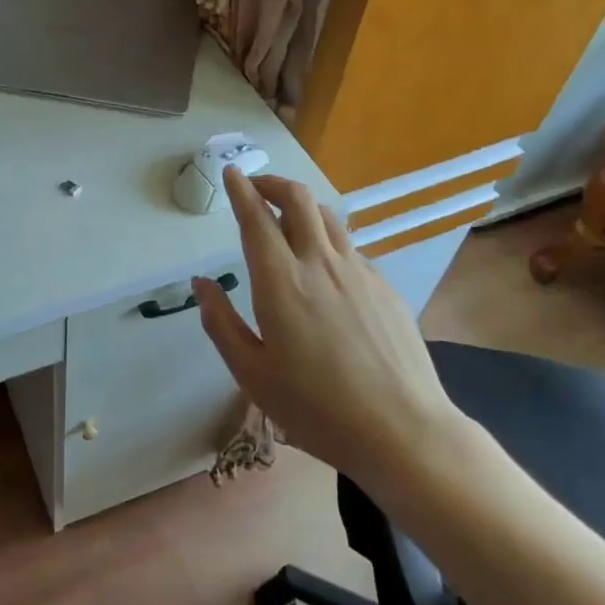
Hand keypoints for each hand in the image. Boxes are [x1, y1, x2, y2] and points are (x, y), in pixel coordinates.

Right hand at [193, 167, 467, 493]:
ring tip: (287, 219)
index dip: (241, 190)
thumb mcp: (252, 373)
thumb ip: (221, 322)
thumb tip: (201, 284)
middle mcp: (320, 263)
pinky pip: (350, 247)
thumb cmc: (316, 408)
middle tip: (255, 188)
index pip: (256, 218)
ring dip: (302, 206)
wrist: (403, 432)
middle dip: (272, 183)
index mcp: (281, 281)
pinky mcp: (385, 287)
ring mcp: (359, 272)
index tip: (230, 172)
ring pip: (328, 216)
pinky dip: (328, 240)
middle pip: (298, 199)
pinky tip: (324, 269)